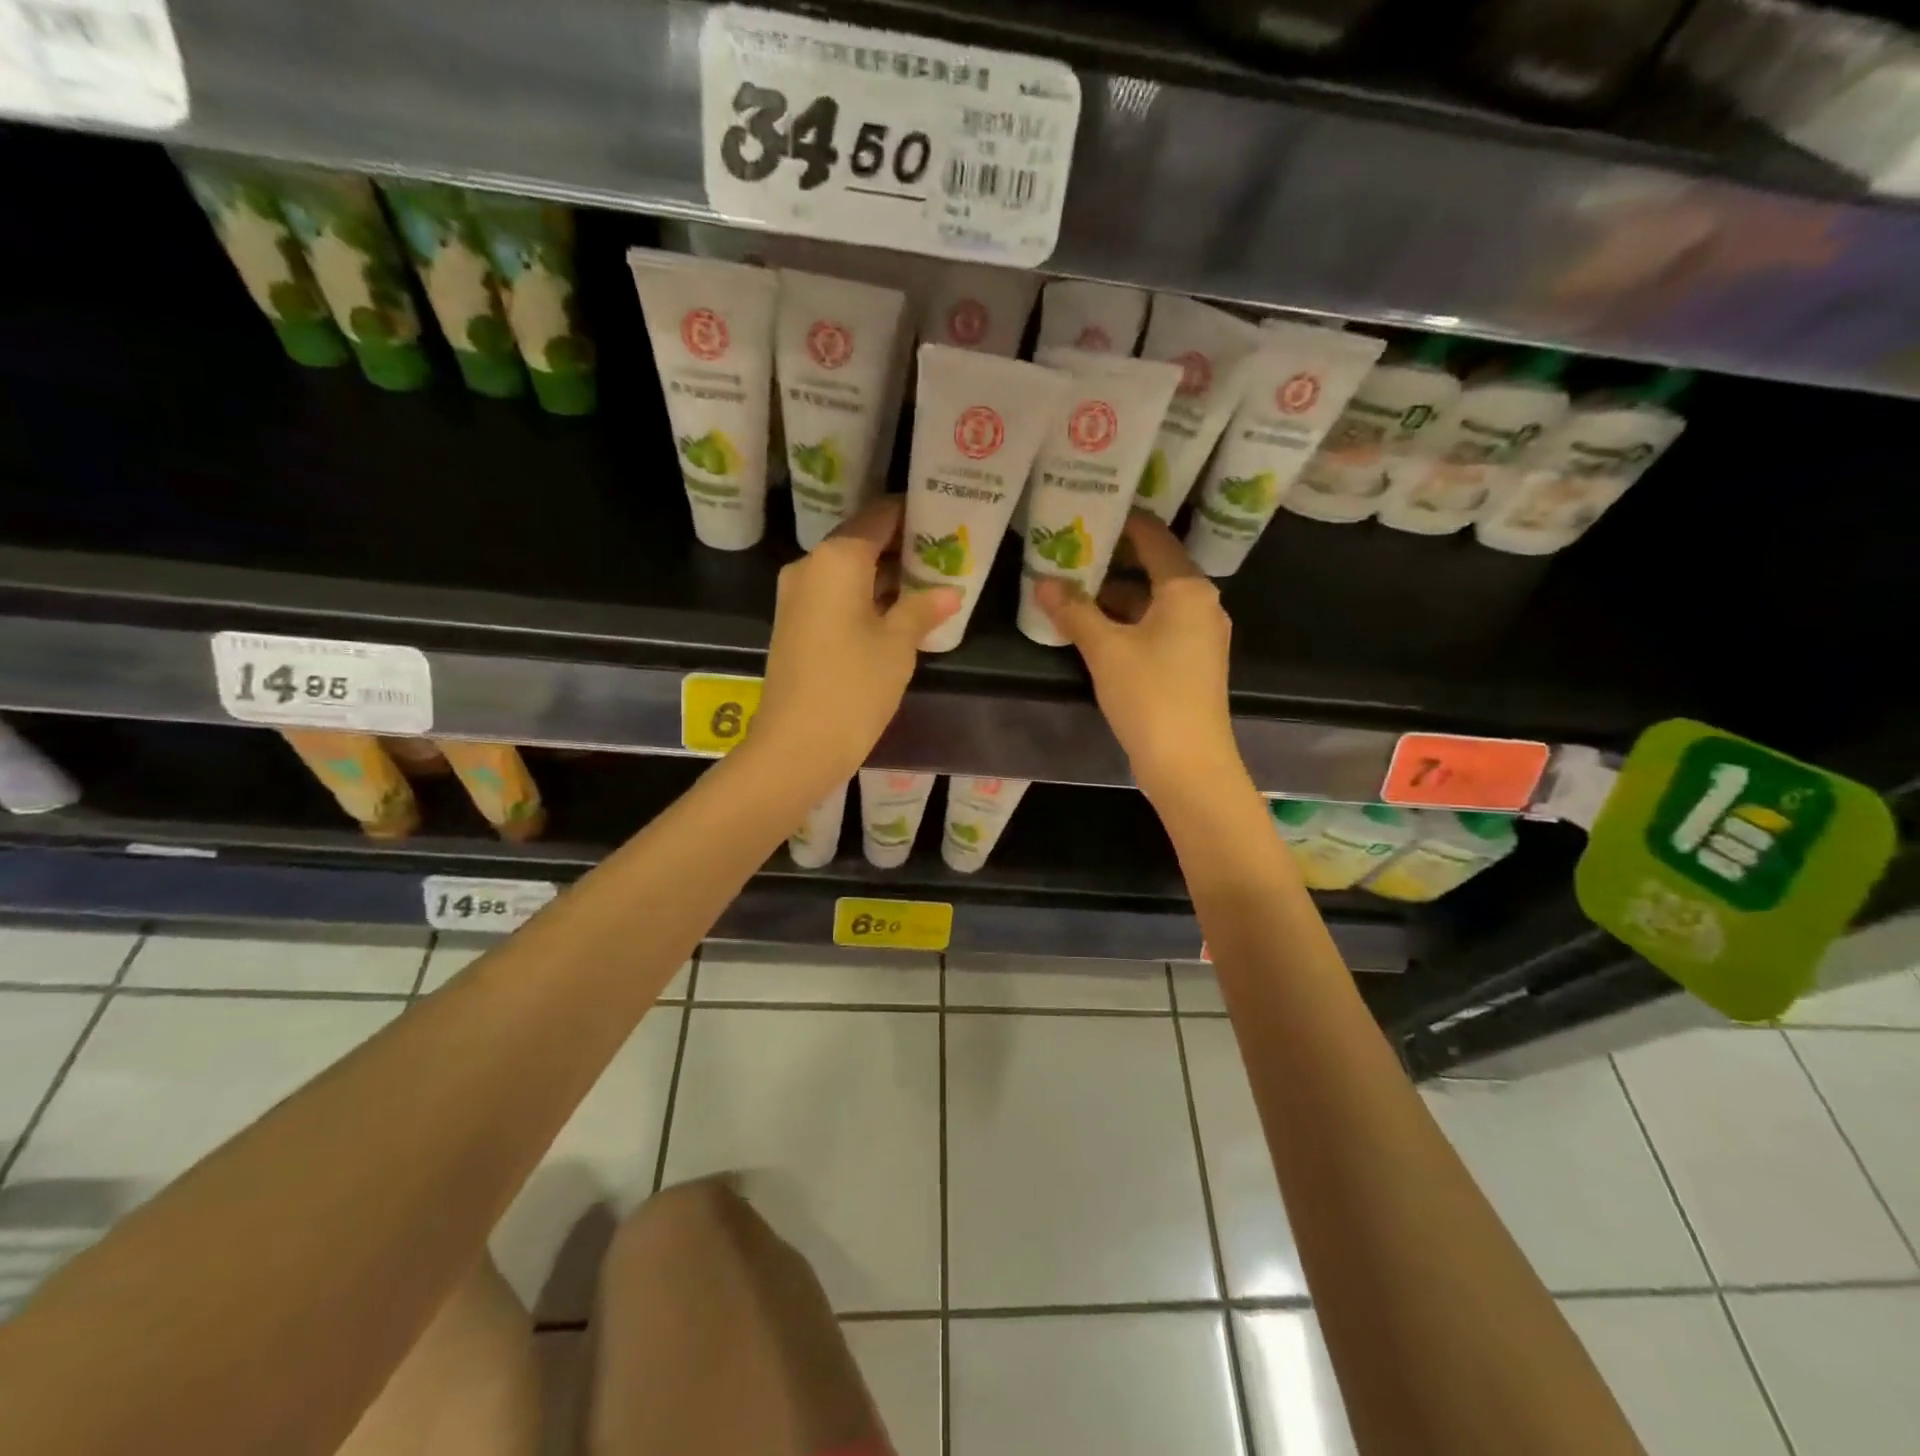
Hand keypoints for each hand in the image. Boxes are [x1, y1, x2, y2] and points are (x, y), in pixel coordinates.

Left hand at [751, 496, 960, 783]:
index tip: (945, 516)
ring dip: (886, 576)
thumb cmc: (853, 686)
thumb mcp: (898, 645)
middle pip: (862, 541)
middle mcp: (811, 566)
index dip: (913, 513)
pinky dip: (866, 597)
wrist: (796, 745)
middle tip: (946, 552)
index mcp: (837, 558)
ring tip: (931, 581)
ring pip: (849, 572)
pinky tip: (899, 611)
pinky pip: (836, 596)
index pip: (880, 516)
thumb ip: (923, 609)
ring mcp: (797, 597)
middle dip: (902, 547)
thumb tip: (949, 591)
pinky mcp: (795, 625)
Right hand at [1036, 510, 1245, 801]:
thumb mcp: (1105, 649)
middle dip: (1112, 561)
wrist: (1189, 763)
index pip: (1154, 538)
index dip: (1123, 522)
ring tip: (1072, 587)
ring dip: (1116, 595)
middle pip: (1154, 569)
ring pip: (1153, 602)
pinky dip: (1128, 621)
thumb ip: (1074, 611)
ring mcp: (1199, 636)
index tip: (1090, 509)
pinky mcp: (1191, 663)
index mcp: (1187, 590)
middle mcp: (1201, 605)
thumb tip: (1043, 582)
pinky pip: (1157, 627)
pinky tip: (1094, 627)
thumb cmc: (1150, 695)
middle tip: (1071, 548)